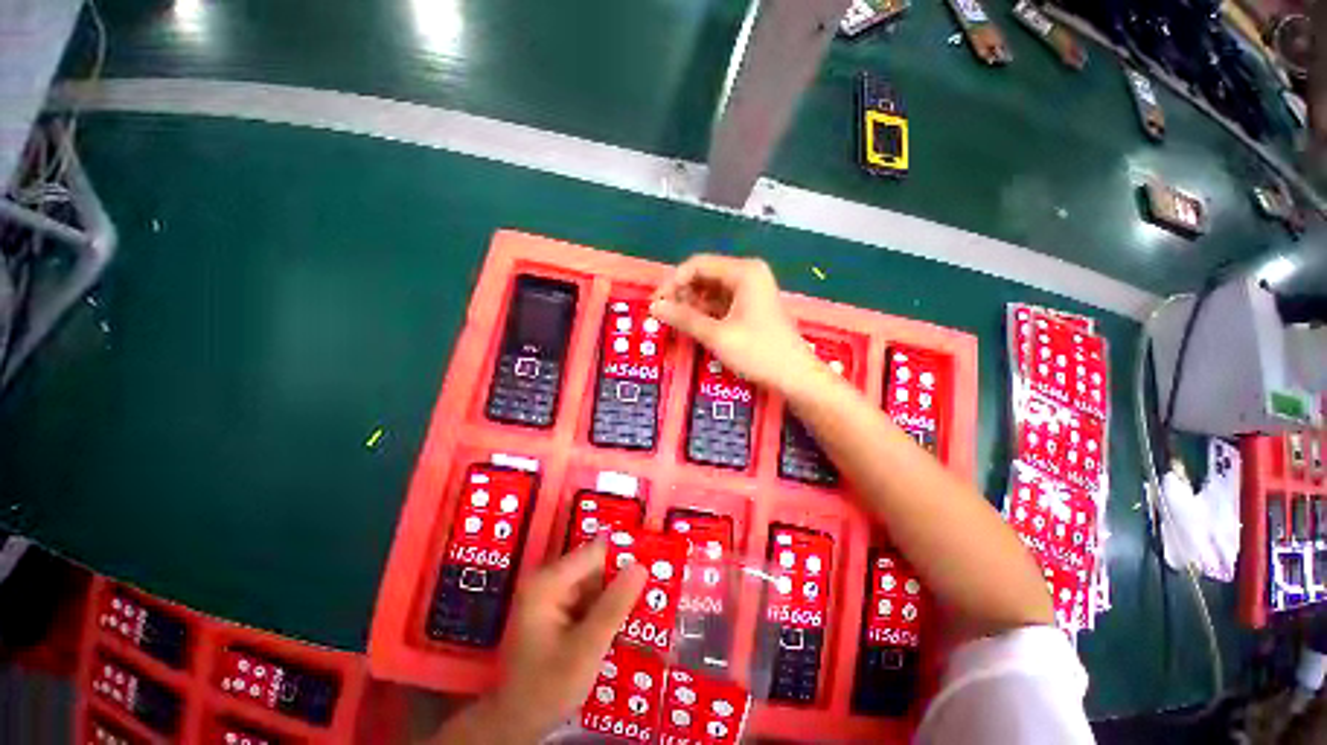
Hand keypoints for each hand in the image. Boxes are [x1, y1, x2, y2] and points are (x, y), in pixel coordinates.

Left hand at [479, 542, 646, 742]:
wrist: (516, 724)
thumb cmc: (547, 688)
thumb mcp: (586, 650)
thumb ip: (614, 607)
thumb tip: (641, 566)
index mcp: (548, 582)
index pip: (596, 552)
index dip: (625, 558)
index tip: (655, 568)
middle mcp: (547, 580)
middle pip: (595, 567)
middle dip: (622, 579)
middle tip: (655, 593)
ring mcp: (550, 595)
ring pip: (595, 583)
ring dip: (616, 596)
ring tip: (646, 607)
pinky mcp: (556, 611)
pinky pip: (588, 599)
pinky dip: (605, 609)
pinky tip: (624, 623)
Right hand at [650, 255, 818, 394]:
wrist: (795, 376)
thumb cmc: (758, 352)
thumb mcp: (717, 335)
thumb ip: (684, 318)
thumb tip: (654, 307)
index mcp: (744, 271)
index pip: (697, 265)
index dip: (673, 282)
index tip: (656, 303)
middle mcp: (748, 274)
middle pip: (704, 275)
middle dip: (681, 293)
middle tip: (663, 315)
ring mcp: (751, 290)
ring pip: (711, 290)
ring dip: (691, 304)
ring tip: (674, 322)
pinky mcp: (751, 306)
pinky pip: (721, 302)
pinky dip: (705, 312)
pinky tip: (692, 325)